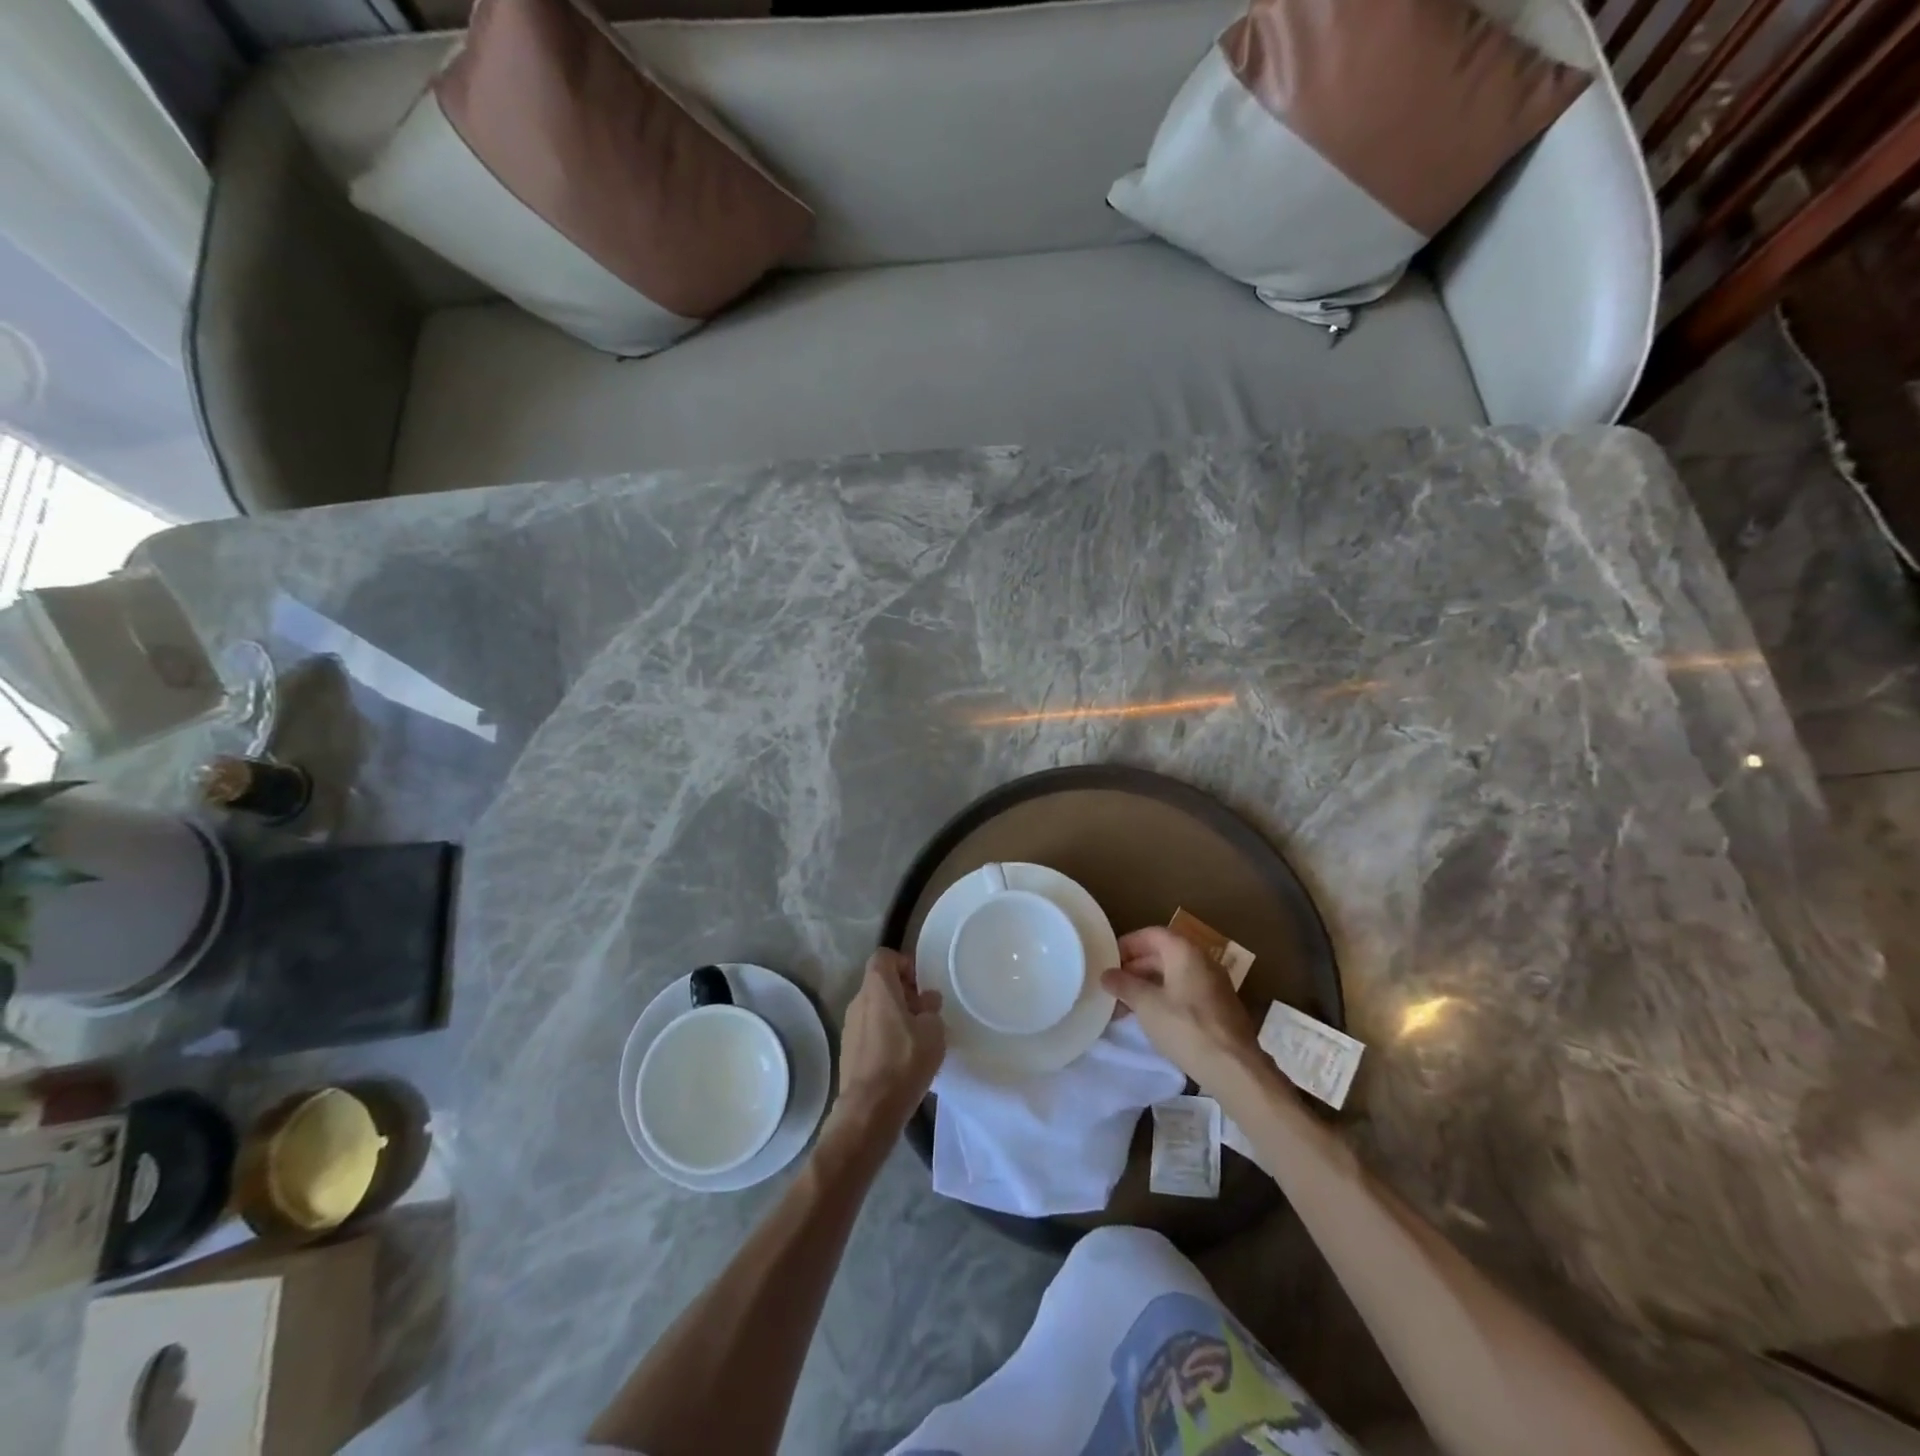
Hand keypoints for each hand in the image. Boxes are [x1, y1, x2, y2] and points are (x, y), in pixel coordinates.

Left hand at [834, 949, 945, 1134]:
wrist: (869, 1110)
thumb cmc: (904, 1062)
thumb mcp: (933, 1032)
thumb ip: (931, 1010)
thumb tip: (926, 1001)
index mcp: (877, 988)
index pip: (884, 956)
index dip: (904, 963)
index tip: (920, 985)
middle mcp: (858, 1001)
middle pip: (880, 983)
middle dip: (903, 993)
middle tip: (924, 1014)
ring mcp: (849, 1027)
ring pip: (874, 1008)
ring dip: (894, 1015)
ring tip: (916, 1039)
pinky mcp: (847, 1050)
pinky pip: (869, 1031)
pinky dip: (884, 1035)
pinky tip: (901, 1059)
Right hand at [1102, 927, 1257, 1086]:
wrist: (1234, 1068)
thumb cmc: (1186, 1027)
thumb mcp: (1146, 1004)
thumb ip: (1123, 985)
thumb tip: (1106, 974)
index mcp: (1185, 952)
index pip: (1151, 934)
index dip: (1128, 944)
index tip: (1108, 960)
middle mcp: (1203, 961)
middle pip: (1163, 954)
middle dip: (1135, 968)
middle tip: (1113, 985)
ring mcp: (1214, 985)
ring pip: (1174, 975)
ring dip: (1148, 985)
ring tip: (1126, 1005)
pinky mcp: (1219, 1008)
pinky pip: (1186, 992)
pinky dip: (1165, 998)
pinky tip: (1151, 1018)